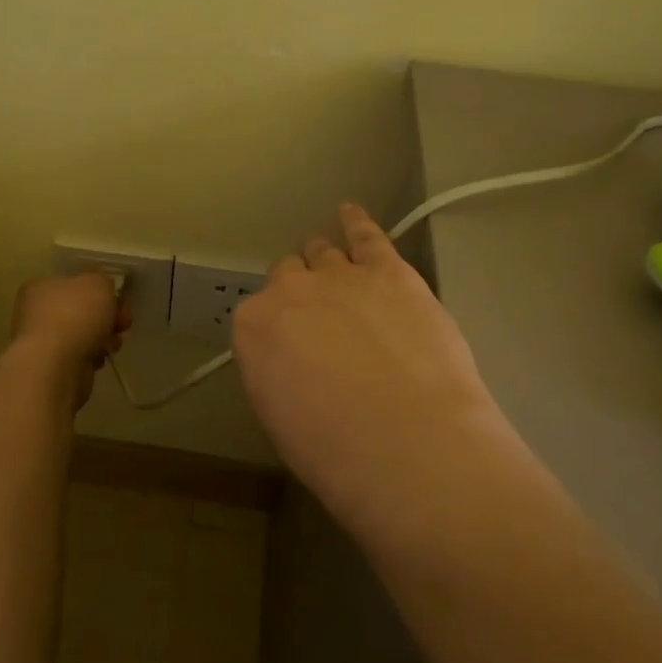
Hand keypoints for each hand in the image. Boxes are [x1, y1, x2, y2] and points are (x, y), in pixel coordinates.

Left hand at [10, 272, 130, 407]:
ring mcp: (44, 341)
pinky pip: (80, 355)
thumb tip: (103, 291)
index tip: (119, 300)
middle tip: (123, 322)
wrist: (57, 365)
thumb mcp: (98, 283)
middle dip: (107, 316)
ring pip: (83, 334)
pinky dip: (93, 356)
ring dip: (103, 337)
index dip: (99, 290)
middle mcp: (36, 312)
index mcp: (40, 287)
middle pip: (81, 310)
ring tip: (114, 343)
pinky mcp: (53, 366)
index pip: (73, 283)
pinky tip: (100, 358)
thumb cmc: (75, 315)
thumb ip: (103, 281)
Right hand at [232, 203, 514, 508]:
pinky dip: (356, 221)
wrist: (408, 443)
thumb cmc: (335, 450)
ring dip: (323, 258)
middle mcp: (290, 290)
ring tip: (328, 261)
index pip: (257, 315)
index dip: (276, 331)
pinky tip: (350, 212)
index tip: (291, 349)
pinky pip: (367, 235)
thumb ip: (276, 373)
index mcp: (253, 327)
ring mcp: (341, 275)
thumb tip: (291, 361)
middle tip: (316, 317)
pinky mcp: (390, 271)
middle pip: (287, 275)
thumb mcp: (280, 418)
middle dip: (298, 291)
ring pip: (322, 252)